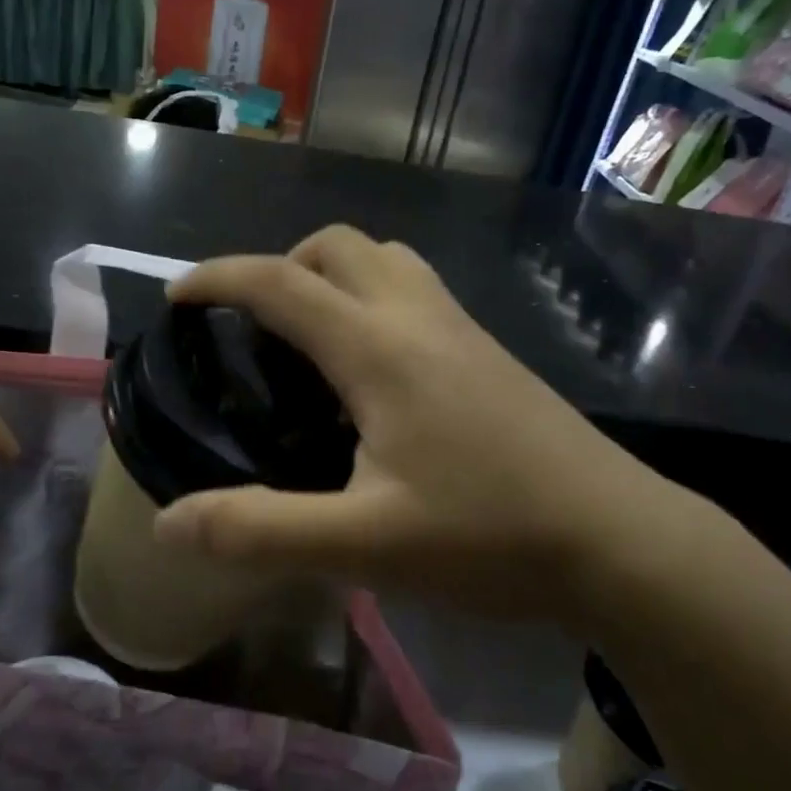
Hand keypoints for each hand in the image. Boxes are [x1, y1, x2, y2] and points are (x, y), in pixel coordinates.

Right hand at [156, 228, 713, 626]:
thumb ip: (261, 530)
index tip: (176, 295)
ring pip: (384, 259)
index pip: (279, 282)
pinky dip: (372, 297)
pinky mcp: (489, 352)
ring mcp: (461, 329)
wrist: (620, 542)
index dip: (217, 277)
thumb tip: (170, 522)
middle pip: (337, 245)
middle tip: (252, 327)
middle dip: (279, 265)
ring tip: (307, 338)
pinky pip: (415, 290)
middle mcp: (419, 317)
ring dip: (332, 274)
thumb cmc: (490, 537)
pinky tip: (373, 370)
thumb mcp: (364, 545)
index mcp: (379, 347)